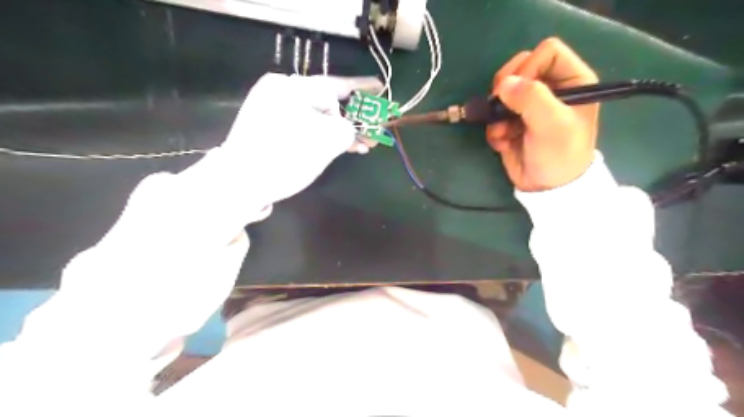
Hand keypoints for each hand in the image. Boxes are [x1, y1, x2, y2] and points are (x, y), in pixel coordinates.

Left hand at [190, 74, 383, 206]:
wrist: (239, 183)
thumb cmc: (284, 158)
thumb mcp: (326, 142)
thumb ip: (349, 129)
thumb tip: (349, 129)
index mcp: (292, 87)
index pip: (336, 85)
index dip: (362, 88)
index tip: (380, 87)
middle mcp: (281, 91)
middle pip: (328, 102)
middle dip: (354, 118)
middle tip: (373, 131)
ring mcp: (272, 109)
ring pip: (318, 117)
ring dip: (340, 131)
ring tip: (362, 146)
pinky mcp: (269, 126)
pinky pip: (305, 126)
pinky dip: (323, 136)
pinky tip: (340, 146)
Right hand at [490, 38, 597, 191]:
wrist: (547, 188)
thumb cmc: (559, 154)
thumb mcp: (552, 124)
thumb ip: (531, 99)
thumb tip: (503, 84)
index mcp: (572, 81)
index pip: (546, 52)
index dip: (529, 67)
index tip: (519, 91)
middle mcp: (550, 88)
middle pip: (519, 67)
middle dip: (506, 89)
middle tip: (501, 107)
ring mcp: (528, 106)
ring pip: (502, 92)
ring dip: (497, 113)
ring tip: (503, 133)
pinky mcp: (512, 122)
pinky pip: (494, 114)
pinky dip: (494, 129)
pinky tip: (502, 143)